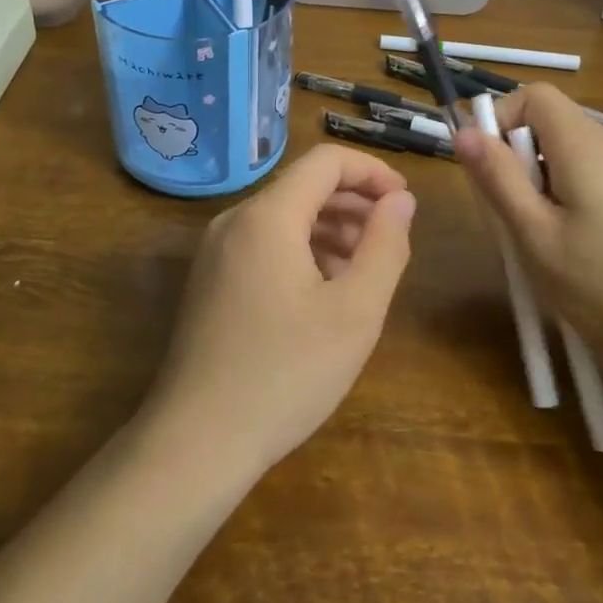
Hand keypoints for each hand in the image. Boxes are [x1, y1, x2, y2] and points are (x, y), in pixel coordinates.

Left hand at [142, 144, 416, 481]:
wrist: (197, 442)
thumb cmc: (286, 374)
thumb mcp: (355, 312)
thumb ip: (385, 245)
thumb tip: (400, 200)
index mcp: (268, 216)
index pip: (327, 161)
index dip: (372, 172)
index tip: (405, 203)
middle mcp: (235, 220)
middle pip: (303, 186)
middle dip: (354, 202)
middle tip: (391, 238)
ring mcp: (215, 252)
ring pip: (283, 217)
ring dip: (330, 228)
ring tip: (364, 268)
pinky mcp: (209, 281)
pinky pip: (263, 245)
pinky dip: (301, 250)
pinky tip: (324, 291)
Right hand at [455, 85, 602, 374]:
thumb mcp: (536, 235)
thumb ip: (498, 178)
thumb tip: (464, 131)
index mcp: (583, 145)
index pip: (533, 95)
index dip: (500, 120)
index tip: (488, 170)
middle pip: (550, 124)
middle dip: (517, 160)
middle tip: (512, 218)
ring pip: (568, 155)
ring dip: (541, 184)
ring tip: (542, 241)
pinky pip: (593, 177)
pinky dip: (569, 198)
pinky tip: (578, 250)